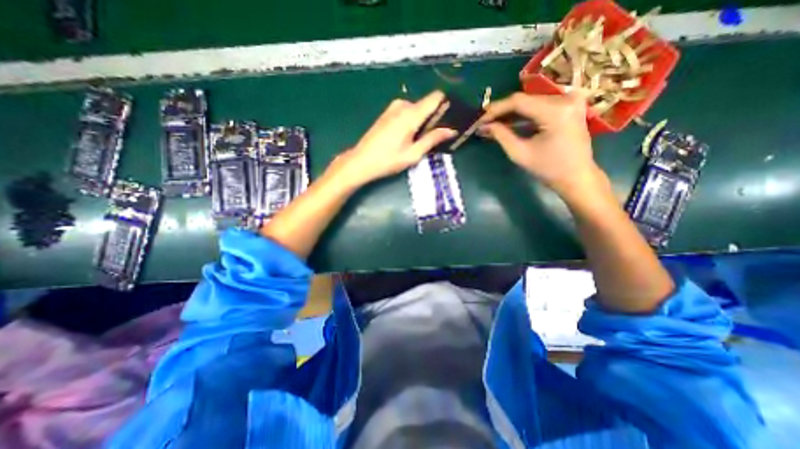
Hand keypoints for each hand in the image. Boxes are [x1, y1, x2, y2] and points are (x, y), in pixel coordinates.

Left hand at [330, 92, 454, 189]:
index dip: (446, 105)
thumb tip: (451, 130)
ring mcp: (393, 108)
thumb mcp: (413, 154)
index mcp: (411, 114)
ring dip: (422, 122)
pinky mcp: (387, 113)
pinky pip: (407, 112)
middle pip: (426, 104)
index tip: (452, 118)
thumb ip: (432, 139)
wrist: (361, 161)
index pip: (435, 98)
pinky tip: (409, 137)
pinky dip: (412, 121)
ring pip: (417, 109)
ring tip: (420, 140)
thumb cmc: (388, 160)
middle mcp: (403, 106)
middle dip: (434, 118)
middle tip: (436, 137)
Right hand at [481, 93, 599, 198]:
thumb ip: (501, 135)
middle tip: (484, 123)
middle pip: (525, 99)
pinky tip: (508, 123)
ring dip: (510, 113)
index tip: (480, 120)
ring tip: (493, 124)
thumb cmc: (548, 169)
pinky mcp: (570, 105)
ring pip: (531, 101)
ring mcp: (570, 100)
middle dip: (502, 112)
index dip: (496, 109)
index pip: (518, 101)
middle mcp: (566, 98)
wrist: (577, 176)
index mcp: (555, 111)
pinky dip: (523, 114)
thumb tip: (484, 126)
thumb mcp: (520, 153)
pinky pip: (540, 105)